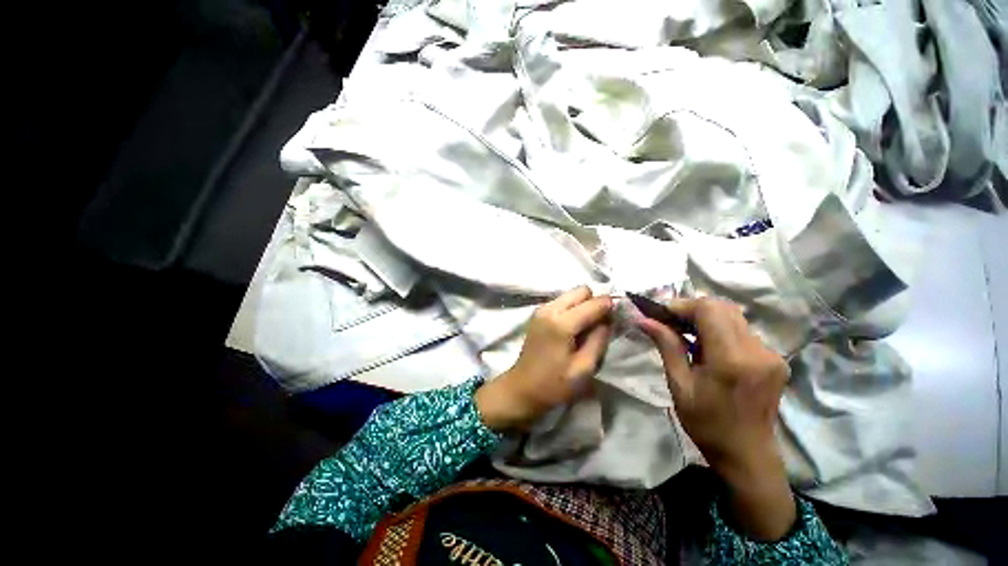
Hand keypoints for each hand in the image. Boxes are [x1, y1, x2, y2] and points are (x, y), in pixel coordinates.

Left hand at [476, 286, 612, 432]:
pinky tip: (573, 327)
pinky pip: (562, 300)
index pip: (594, 303)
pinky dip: (573, 308)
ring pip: (571, 293)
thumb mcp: (584, 368)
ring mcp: (542, 309)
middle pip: (582, 290)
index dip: (610, 307)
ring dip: (583, 304)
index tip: (618, 318)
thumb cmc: (554, 384)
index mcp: (561, 323)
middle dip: (595, 302)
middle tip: (601, 323)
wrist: (522, 388)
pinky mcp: (538, 313)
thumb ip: (599, 339)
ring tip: (587, 327)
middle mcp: (550, 309)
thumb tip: (608, 318)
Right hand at [638, 297, 794, 540]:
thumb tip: (644, 320)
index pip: (709, 310)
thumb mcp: (679, 384)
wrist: (747, 454)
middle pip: (723, 307)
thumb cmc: (706, 423)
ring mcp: (771, 354)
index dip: (682, 306)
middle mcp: (757, 351)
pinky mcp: (775, 359)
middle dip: (692, 309)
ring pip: (734, 317)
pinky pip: (743, 331)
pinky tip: (708, 347)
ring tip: (686, 334)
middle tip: (670, 322)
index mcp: (731, 360)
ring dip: (706, 318)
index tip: (661, 314)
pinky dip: (720, 330)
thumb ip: (666, 346)